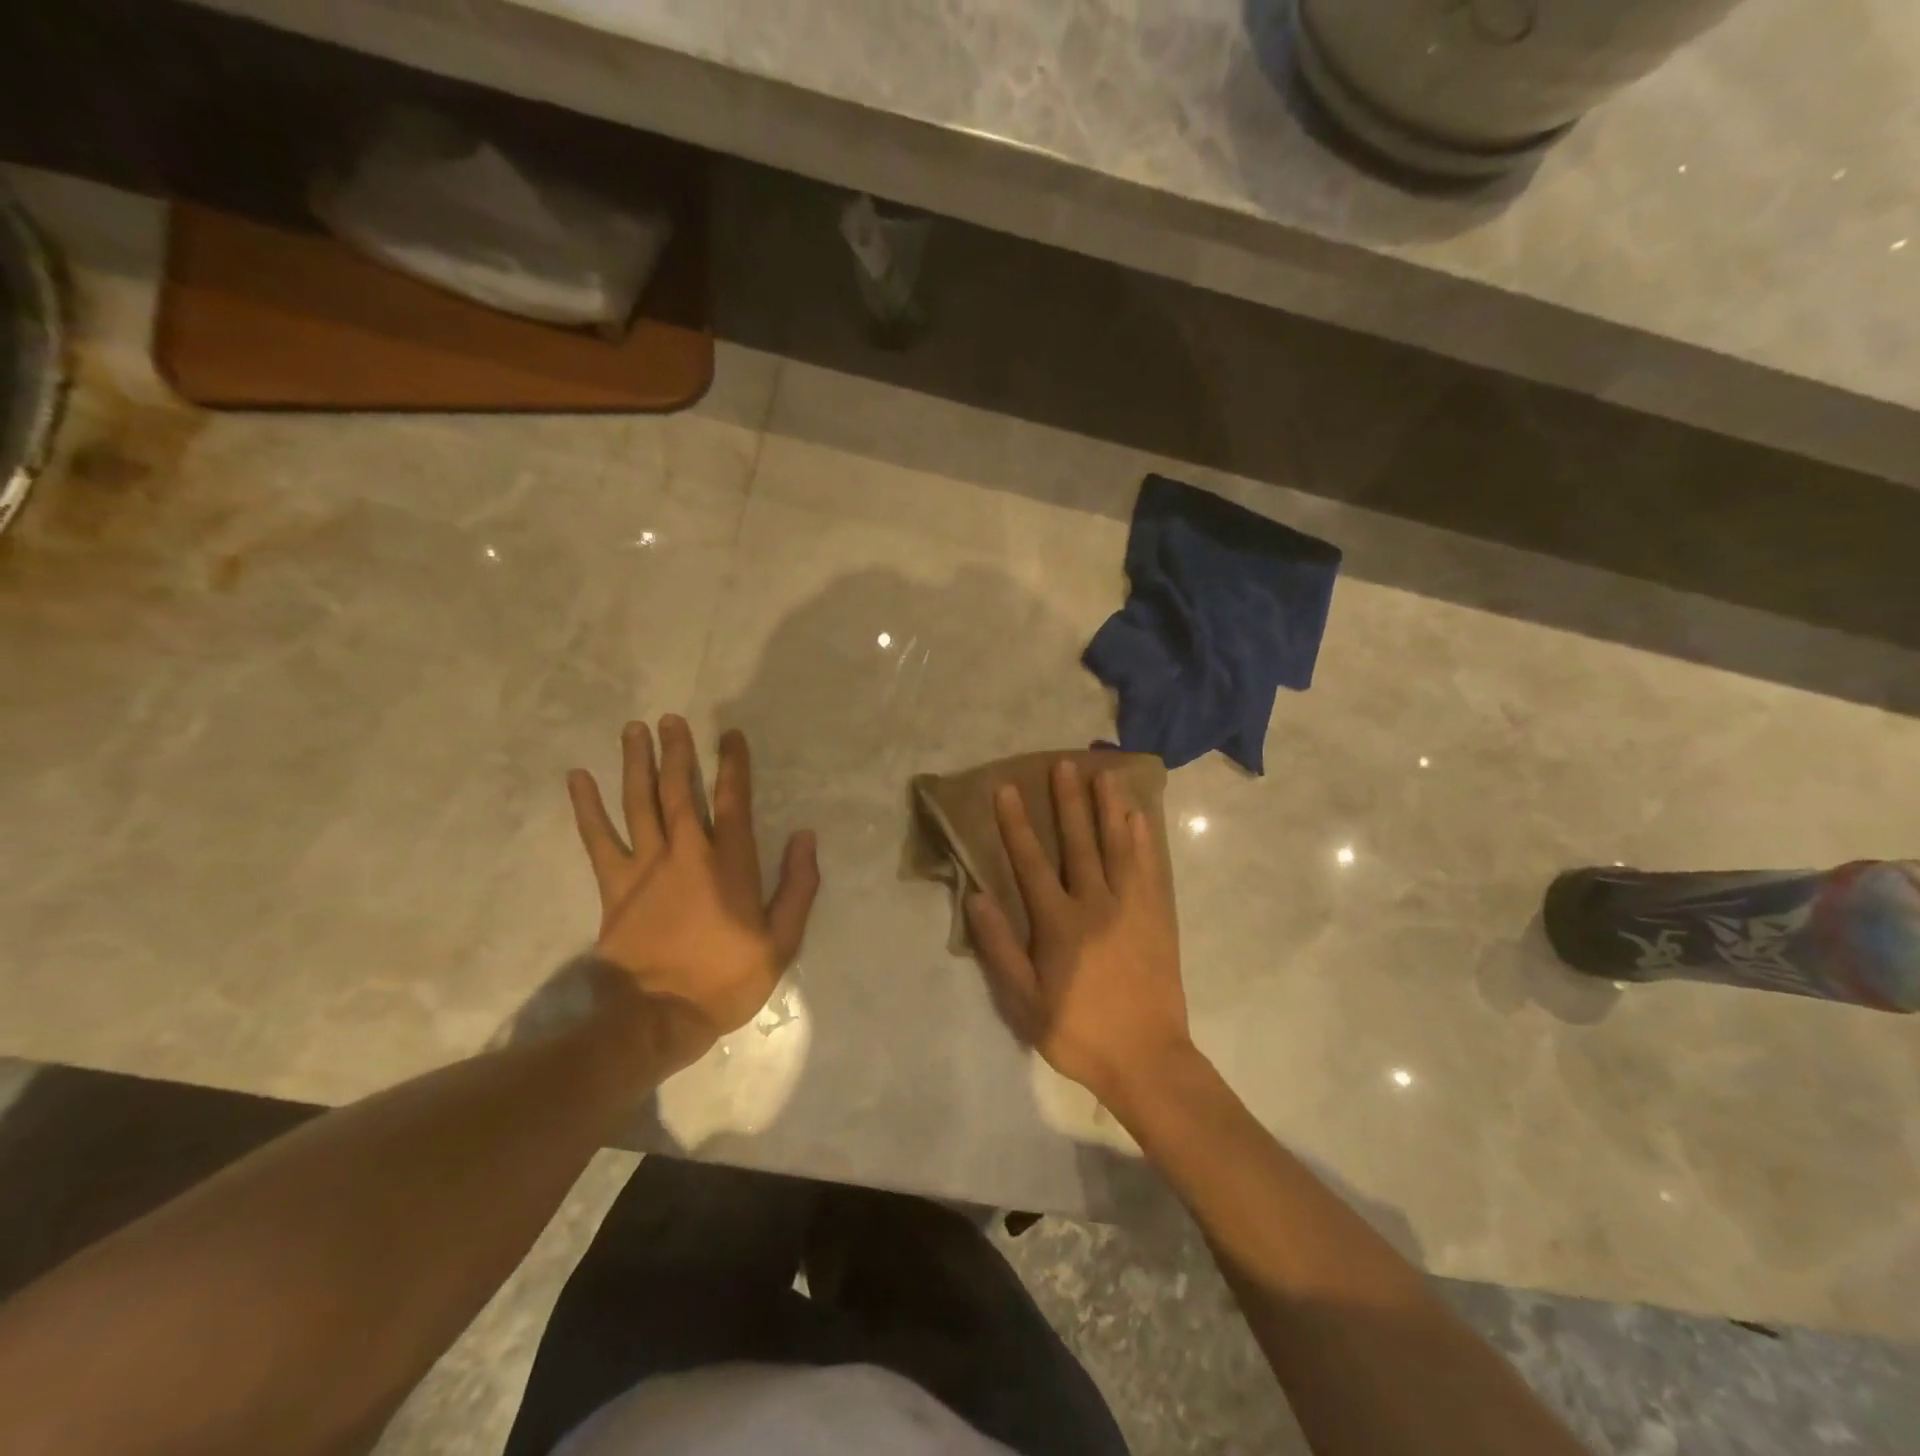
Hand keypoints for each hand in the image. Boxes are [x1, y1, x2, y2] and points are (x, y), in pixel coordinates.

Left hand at [567, 717, 819, 1068]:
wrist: (658, 1018)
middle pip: (681, 791)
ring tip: (634, 730)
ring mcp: (646, 867)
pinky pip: (598, 839)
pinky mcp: (614, 886)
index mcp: (730, 865)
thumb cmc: (726, 980)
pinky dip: (587, 808)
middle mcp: (687, 853)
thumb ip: (798, 886)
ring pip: (640, 803)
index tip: (730, 735)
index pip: (734, 801)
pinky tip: (578, 779)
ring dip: (637, 764)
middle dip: (679, 752)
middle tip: (672, 719)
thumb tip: (805, 837)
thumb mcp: (782, 941)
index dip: (733, 765)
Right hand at [965, 759, 1191, 1110]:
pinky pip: (1150, 868)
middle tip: (1063, 763)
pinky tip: (1139, 816)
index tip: (1007, 789)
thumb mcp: (1024, 1001)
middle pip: (1079, 842)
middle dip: (1068, 801)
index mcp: (1059, 923)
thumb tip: (976, 897)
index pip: (1031, 862)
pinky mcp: (1158, 917)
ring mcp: (1132, 907)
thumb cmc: (1078, 1031)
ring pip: (1119, 846)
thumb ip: (1000, 947)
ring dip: (1109, 807)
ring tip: (1104, 773)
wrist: (1146, 1059)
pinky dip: (1144, 839)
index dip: (1016, 824)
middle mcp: (1096, 904)